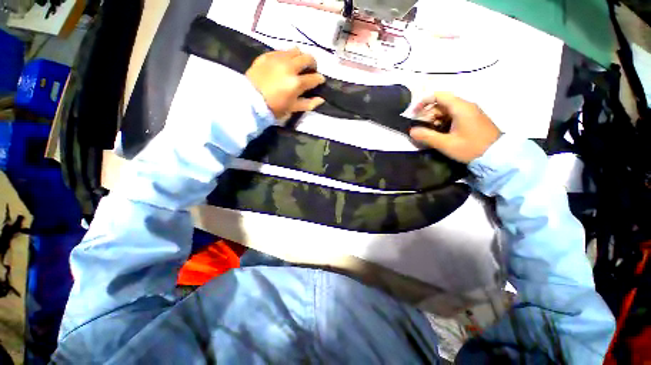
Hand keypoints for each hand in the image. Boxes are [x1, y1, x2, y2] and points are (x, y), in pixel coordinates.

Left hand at [246, 48, 325, 120]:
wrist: (250, 101)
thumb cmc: (274, 108)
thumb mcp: (293, 108)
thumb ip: (309, 104)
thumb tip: (321, 99)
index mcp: (296, 83)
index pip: (314, 78)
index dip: (319, 79)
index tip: (320, 80)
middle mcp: (289, 67)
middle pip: (307, 58)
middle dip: (313, 64)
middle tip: (311, 70)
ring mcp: (278, 59)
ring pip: (295, 50)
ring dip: (300, 57)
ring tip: (298, 65)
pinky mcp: (267, 55)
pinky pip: (282, 50)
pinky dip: (287, 56)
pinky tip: (285, 63)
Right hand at [409, 92, 500, 163]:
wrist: (497, 156)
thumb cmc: (471, 148)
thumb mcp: (446, 144)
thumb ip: (427, 136)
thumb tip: (411, 131)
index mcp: (460, 107)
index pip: (438, 95)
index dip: (423, 102)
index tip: (413, 114)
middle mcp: (465, 105)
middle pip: (441, 103)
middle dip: (427, 114)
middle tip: (420, 128)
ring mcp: (469, 112)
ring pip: (446, 110)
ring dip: (434, 119)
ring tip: (429, 133)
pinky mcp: (471, 119)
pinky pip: (452, 115)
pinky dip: (442, 122)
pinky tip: (439, 133)